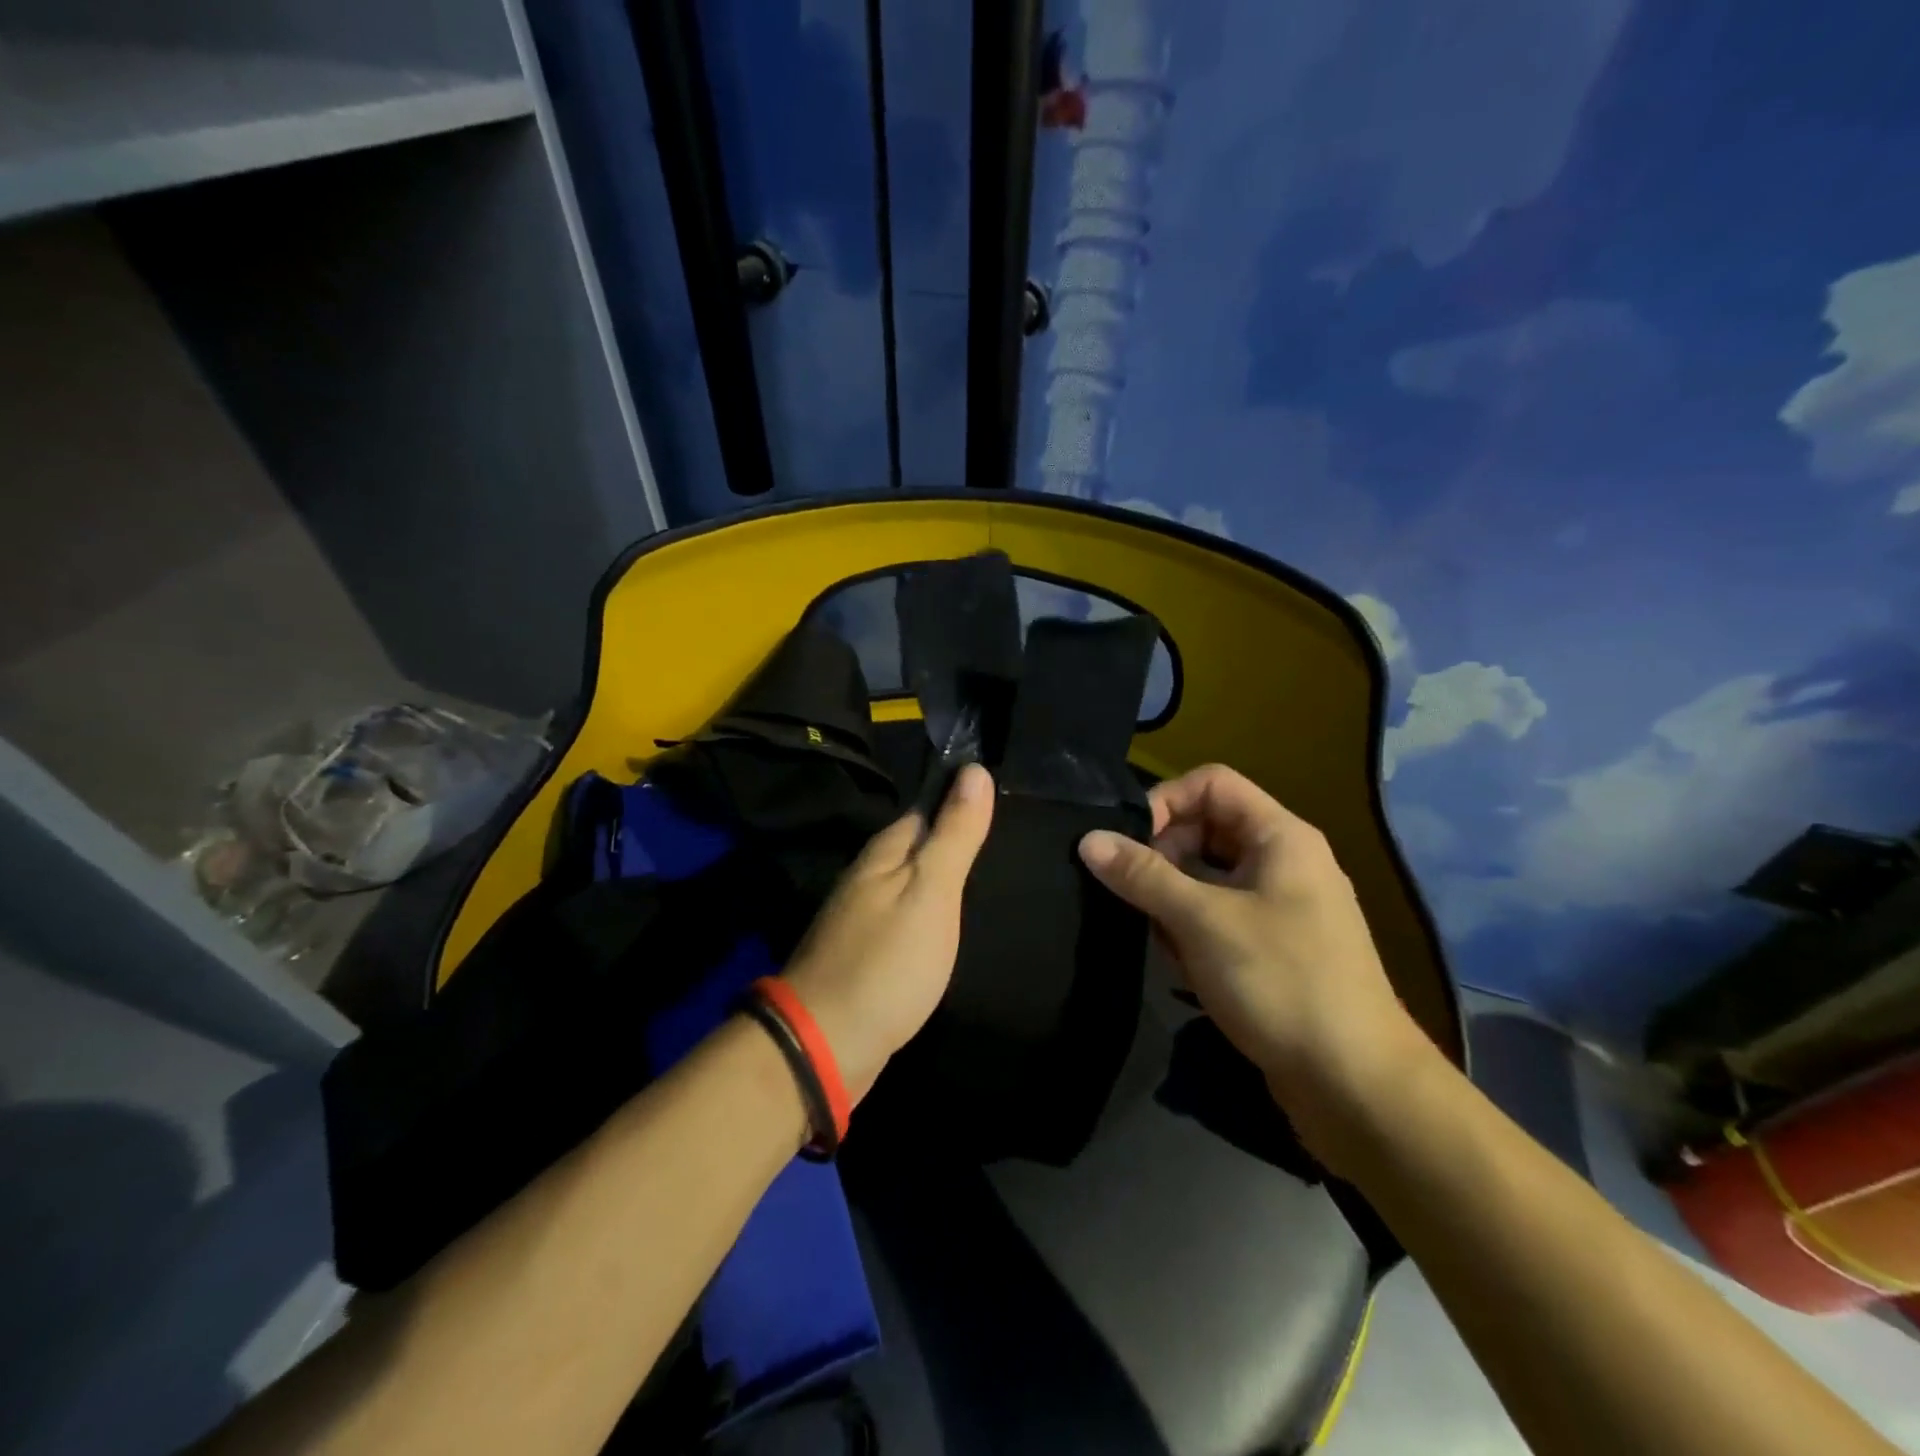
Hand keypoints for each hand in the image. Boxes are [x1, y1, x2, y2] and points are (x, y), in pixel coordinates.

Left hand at [781, 764, 994, 1102]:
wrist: (826, 1045)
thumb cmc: (887, 963)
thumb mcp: (931, 893)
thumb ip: (954, 835)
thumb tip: (974, 769)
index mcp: (884, 852)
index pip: (928, 808)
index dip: (961, 799)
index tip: (999, 794)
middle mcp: (867, 875)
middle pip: (917, 846)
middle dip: (953, 838)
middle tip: (1003, 838)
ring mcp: (860, 916)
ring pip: (909, 882)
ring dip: (940, 877)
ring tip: (983, 877)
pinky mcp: (863, 952)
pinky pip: (903, 916)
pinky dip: (927, 913)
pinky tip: (945, 925)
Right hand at [1078, 764, 1433, 1165]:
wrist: (1354, 1085)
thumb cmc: (1281, 982)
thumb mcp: (1202, 921)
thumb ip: (1143, 875)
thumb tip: (1088, 839)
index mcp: (1280, 837)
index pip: (1211, 783)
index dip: (1165, 802)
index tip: (1130, 845)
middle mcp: (1282, 862)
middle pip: (1205, 829)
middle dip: (1164, 859)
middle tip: (1139, 898)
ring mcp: (1279, 907)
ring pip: (1206, 878)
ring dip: (1173, 902)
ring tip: (1163, 941)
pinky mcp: (1272, 948)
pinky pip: (1218, 917)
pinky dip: (1193, 933)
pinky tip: (1184, 969)